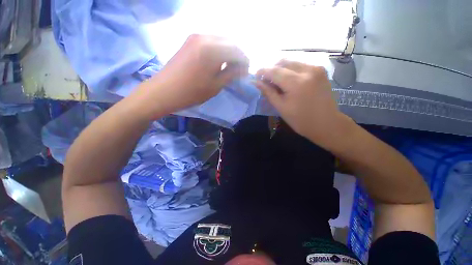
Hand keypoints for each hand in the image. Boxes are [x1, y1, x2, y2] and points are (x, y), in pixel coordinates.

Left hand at [137, 34, 248, 117]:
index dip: (245, 61)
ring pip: (221, 41)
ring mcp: (195, 37)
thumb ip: (231, 74)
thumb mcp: (216, 85)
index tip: (246, 72)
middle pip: (230, 42)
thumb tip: (242, 68)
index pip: (237, 51)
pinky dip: (219, 51)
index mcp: (213, 50)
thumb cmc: (192, 92)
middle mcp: (205, 37)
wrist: (164, 91)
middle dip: (238, 56)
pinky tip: (218, 62)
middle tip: (239, 70)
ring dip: (228, 53)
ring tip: (230, 67)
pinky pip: (211, 42)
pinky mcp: (190, 41)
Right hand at [255, 59, 346, 144]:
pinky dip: (291, 70)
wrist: (326, 123)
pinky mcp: (321, 70)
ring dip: (281, 69)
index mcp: (296, 83)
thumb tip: (256, 82)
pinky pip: (301, 65)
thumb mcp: (281, 108)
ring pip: (292, 62)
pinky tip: (289, 80)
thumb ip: (268, 92)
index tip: (255, 76)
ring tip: (277, 81)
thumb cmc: (301, 120)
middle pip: (283, 62)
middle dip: (272, 69)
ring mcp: (316, 68)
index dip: (262, 72)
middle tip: (266, 80)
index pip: (274, 71)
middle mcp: (308, 70)